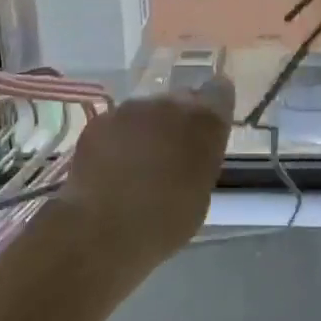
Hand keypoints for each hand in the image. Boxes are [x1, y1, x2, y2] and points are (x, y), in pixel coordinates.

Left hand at [55, 79, 235, 269]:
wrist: (103, 229)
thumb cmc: (165, 222)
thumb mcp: (201, 193)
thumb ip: (200, 158)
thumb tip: (190, 152)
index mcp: (205, 121)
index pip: (219, 91)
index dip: (214, 104)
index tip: (209, 124)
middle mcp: (171, 104)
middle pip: (180, 100)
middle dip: (178, 120)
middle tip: (171, 153)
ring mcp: (131, 108)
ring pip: (146, 112)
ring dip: (147, 130)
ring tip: (137, 165)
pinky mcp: (101, 120)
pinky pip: (118, 124)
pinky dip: (118, 140)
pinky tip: (111, 169)